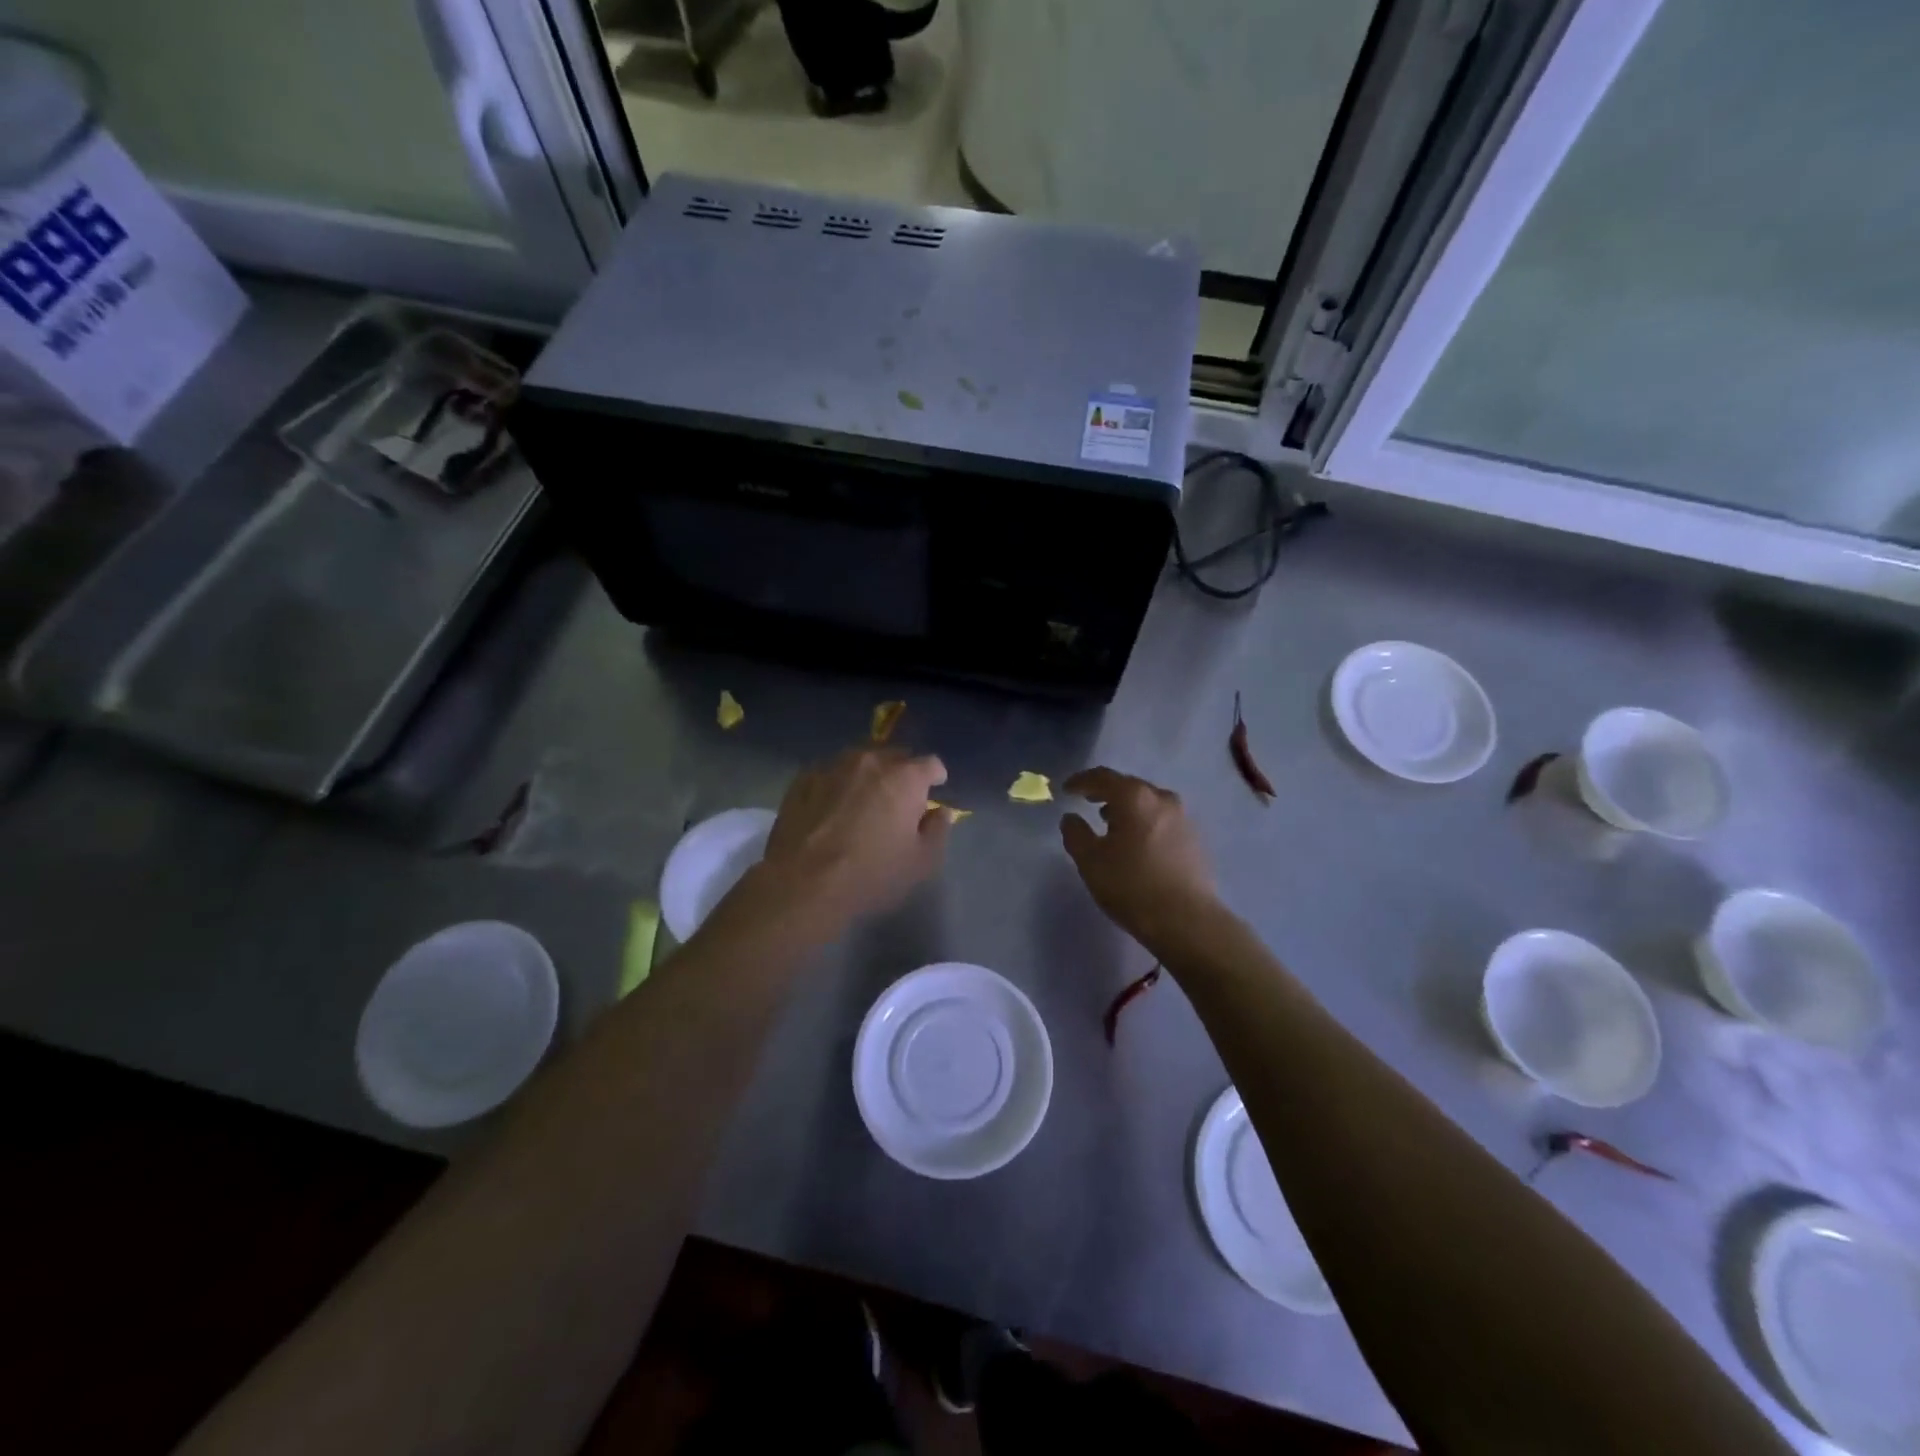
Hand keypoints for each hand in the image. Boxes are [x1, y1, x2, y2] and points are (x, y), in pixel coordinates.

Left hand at [726, 747, 950, 942]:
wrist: (802, 884)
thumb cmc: (871, 875)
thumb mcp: (921, 863)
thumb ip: (937, 831)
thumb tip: (939, 812)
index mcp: (905, 777)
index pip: (930, 763)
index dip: (935, 778)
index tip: (932, 793)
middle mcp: (870, 761)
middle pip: (894, 756)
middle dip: (901, 774)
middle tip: (899, 801)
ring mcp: (832, 766)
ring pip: (859, 761)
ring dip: (867, 776)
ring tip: (863, 801)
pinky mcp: (802, 779)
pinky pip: (830, 773)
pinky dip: (837, 784)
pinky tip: (832, 807)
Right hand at [1060, 768, 1220, 955]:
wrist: (1187, 920)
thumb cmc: (1131, 886)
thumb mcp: (1090, 861)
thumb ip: (1075, 834)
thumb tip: (1071, 818)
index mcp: (1134, 797)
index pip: (1102, 777)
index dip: (1081, 781)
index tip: (1067, 789)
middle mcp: (1162, 799)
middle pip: (1129, 786)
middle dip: (1106, 793)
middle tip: (1089, 802)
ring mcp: (1184, 818)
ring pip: (1148, 803)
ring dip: (1128, 809)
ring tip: (1112, 824)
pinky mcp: (1195, 839)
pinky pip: (1162, 820)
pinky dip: (1145, 823)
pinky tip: (1137, 843)